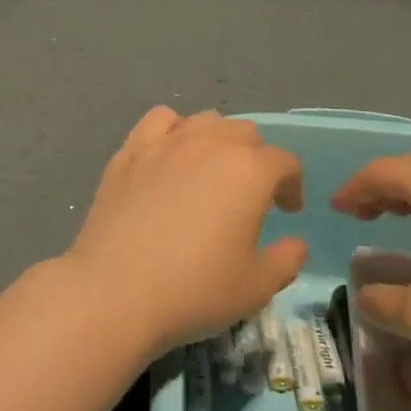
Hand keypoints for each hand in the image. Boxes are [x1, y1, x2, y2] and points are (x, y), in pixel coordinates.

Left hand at [64, 107, 306, 355]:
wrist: (115, 290)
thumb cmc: (195, 290)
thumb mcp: (256, 287)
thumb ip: (286, 260)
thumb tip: (295, 242)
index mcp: (249, 171)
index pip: (284, 161)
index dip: (292, 184)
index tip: (287, 210)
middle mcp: (209, 144)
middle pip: (245, 132)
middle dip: (256, 158)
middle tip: (250, 194)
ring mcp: (165, 143)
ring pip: (205, 120)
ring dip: (218, 139)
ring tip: (211, 171)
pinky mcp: (130, 151)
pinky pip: (159, 120)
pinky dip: (172, 130)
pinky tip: (170, 156)